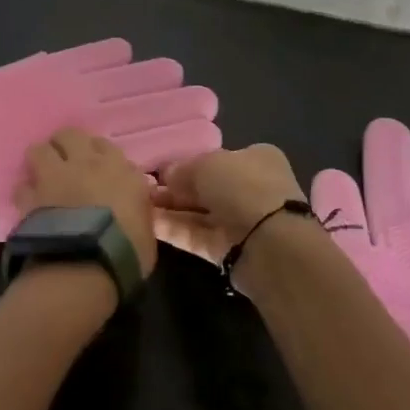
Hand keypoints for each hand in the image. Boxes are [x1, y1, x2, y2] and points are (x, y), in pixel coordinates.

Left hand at [13, 128, 158, 276]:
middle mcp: (85, 164)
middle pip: (70, 135)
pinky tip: (30, 204)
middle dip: (66, 146)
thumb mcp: (145, 230)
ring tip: (44, 177)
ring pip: (40, 149)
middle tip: (67, 164)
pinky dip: (26, 193)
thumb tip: (131, 206)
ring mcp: (54, 176)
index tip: (97, 167)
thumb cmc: (125, 252)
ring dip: (42, 161)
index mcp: (119, 169)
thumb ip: (137, 209)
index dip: (98, 154)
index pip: (105, 145)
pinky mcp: (30, 195)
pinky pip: (23, 185)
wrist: (85, 266)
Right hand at [152, 144, 304, 267]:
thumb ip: (183, 169)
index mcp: (255, 160)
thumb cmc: (243, 188)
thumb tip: (166, 175)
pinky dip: (174, 229)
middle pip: (205, 187)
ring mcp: (240, 221)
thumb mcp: (207, 165)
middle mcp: (250, 188)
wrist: (271, 244)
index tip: (160, 170)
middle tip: (144, 189)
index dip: (187, 164)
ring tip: (138, 205)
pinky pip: (196, 235)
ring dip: (170, 209)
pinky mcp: (228, 250)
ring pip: (199, 212)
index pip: (216, 159)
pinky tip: (148, 223)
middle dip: (175, 189)